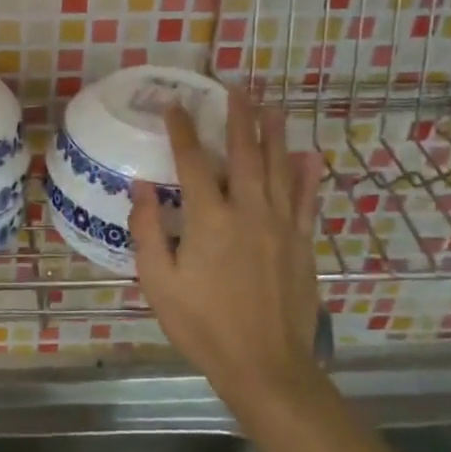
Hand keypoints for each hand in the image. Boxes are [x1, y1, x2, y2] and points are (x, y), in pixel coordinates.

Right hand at [130, 87, 325, 414]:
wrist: (266, 365)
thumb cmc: (203, 325)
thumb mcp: (159, 282)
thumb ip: (148, 230)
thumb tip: (141, 186)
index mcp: (210, 218)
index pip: (191, 161)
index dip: (180, 128)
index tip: (172, 103)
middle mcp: (248, 210)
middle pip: (243, 152)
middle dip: (238, 116)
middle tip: (236, 86)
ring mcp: (280, 225)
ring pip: (278, 167)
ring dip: (273, 132)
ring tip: (271, 104)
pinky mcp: (301, 243)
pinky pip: (305, 199)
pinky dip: (306, 174)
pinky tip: (309, 154)